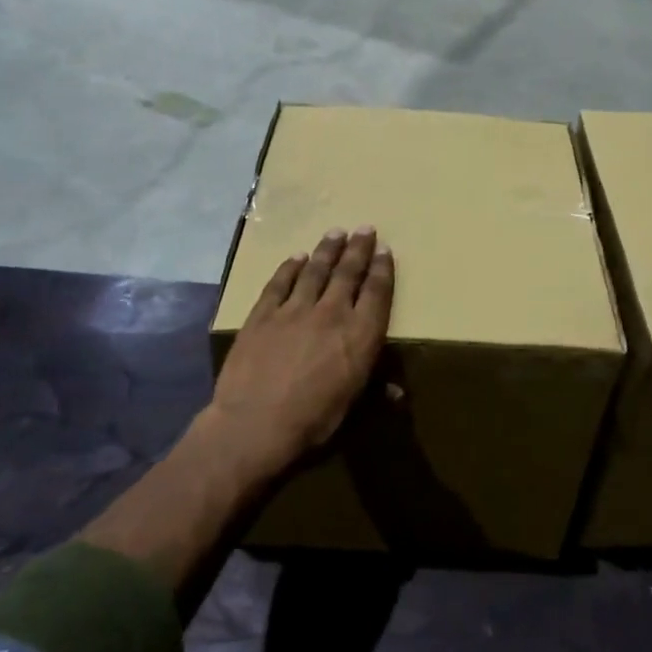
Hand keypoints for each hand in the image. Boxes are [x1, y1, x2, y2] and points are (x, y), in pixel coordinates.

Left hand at [208, 227, 394, 478]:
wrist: (254, 424)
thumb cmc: (311, 422)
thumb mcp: (352, 410)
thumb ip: (375, 392)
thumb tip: (397, 391)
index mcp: (360, 335)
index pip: (376, 292)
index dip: (382, 269)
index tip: (385, 249)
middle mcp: (332, 313)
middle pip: (348, 272)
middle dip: (358, 249)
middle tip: (364, 228)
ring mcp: (294, 310)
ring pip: (315, 270)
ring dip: (327, 250)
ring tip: (336, 232)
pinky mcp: (263, 314)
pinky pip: (279, 283)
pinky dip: (289, 268)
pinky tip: (295, 257)